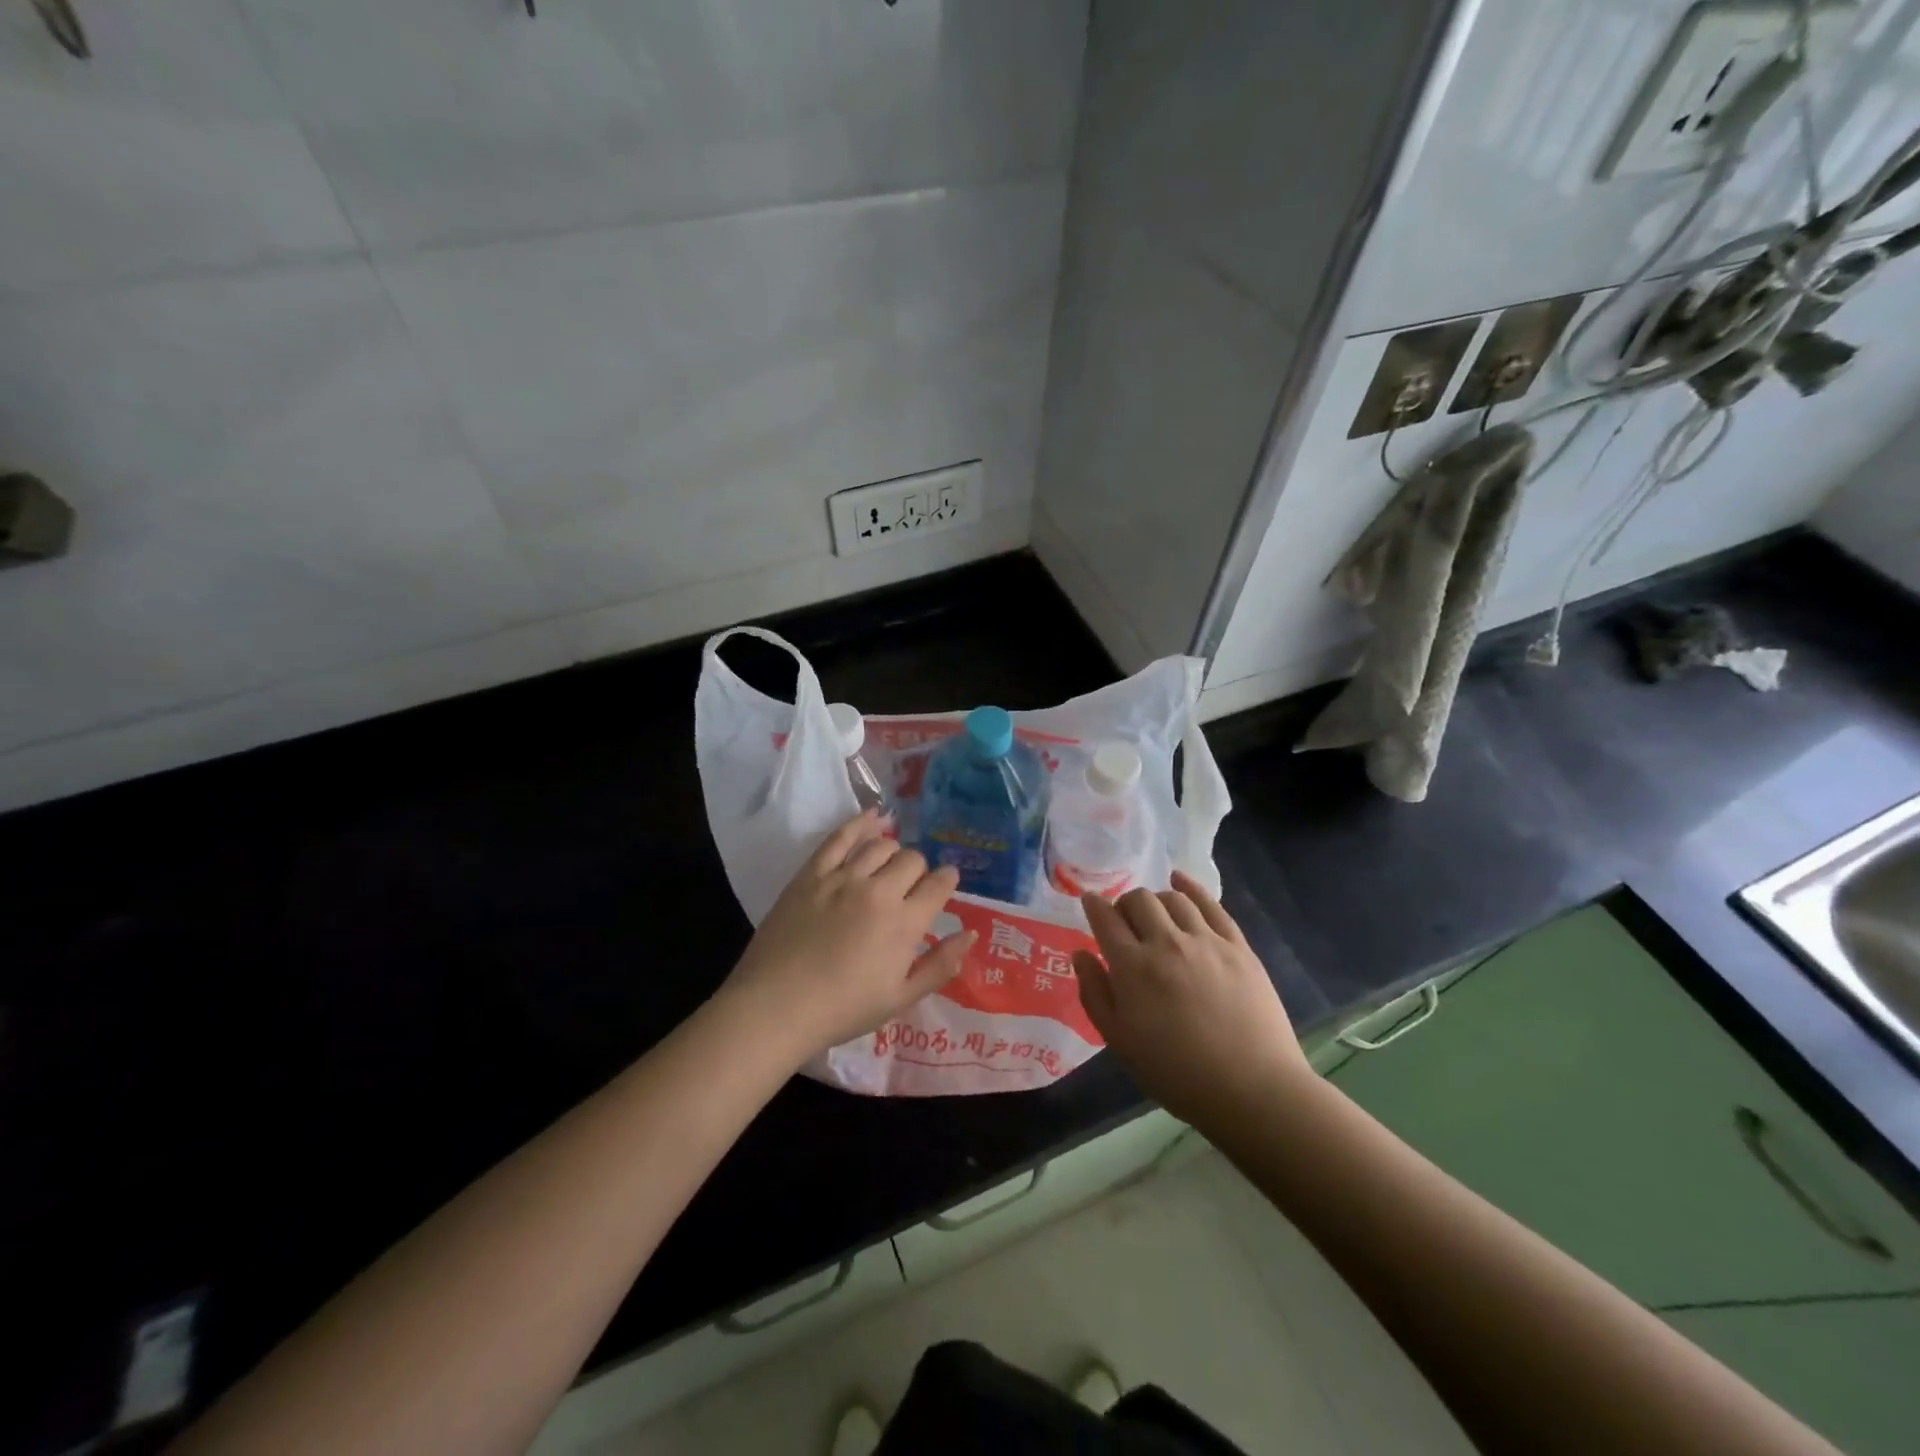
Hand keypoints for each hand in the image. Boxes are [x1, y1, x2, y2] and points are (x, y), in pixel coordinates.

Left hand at [721, 808, 973, 1061]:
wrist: (776, 1006)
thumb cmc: (842, 1009)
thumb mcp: (901, 998)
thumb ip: (940, 965)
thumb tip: (971, 933)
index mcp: (905, 923)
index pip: (938, 885)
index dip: (947, 881)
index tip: (945, 884)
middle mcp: (879, 891)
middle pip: (911, 860)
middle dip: (918, 870)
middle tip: (910, 887)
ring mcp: (842, 877)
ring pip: (880, 845)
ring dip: (892, 851)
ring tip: (889, 864)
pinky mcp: (812, 873)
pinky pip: (840, 837)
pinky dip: (860, 823)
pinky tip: (872, 817)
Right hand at [1073, 871, 1310, 1127]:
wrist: (1251, 1090)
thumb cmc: (1176, 1073)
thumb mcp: (1120, 1041)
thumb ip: (1095, 993)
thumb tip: (1081, 954)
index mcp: (1132, 967)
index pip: (1105, 918)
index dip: (1093, 905)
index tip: (1089, 901)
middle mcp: (1166, 942)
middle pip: (1138, 899)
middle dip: (1124, 904)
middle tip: (1125, 923)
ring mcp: (1206, 940)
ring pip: (1173, 898)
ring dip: (1156, 900)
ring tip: (1155, 915)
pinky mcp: (1237, 946)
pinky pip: (1211, 904)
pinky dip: (1191, 887)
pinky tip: (1181, 881)